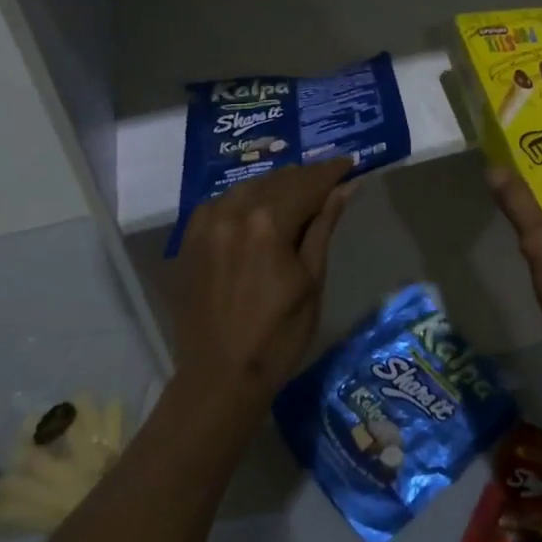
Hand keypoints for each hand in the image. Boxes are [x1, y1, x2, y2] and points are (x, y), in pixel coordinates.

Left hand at [172, 159, 355, 415]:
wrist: (219, 378)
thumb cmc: (278, 336)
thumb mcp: (311, 280)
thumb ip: (324, 227)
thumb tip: (345, 188)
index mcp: (267, 224)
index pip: (307, 184)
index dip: (331, 172)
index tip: (350, 163)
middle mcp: (233, 213)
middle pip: (277, 181)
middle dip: (306, 177)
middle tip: (330, 179)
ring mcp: (206, 225)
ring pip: (249, 187)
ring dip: (276, 186)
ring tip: (299, 192)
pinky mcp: (190, 240)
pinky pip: (222, 203)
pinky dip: (245, 199)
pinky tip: (258, 208)